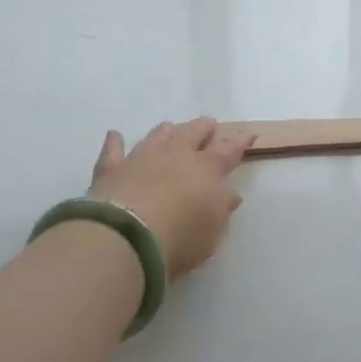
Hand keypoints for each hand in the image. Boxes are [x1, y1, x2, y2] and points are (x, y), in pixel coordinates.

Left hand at [88, 118, 254, 279]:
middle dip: (203, 128)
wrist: (126, 238)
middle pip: (193, 134)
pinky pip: (113, 151)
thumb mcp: (213, 231)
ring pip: (157, 136)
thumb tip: (230, 194)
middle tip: (209, 123)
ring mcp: (142, 159)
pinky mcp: (112, 170)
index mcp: (207, 169)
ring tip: (170, 126)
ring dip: (166, 131)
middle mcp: (176, 156)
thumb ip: (222, 209)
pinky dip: (115, 142)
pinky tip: (114, 134)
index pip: (229, 150)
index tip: (248, 132)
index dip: (240, 141)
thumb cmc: (180, 237)